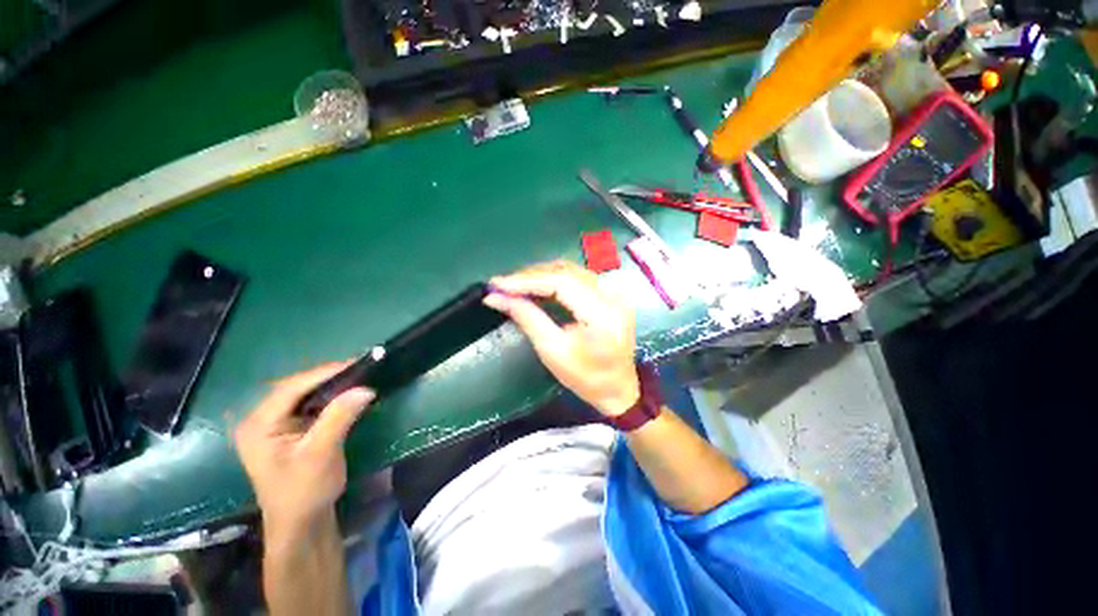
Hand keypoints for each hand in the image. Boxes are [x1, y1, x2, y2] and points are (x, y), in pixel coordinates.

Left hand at [234, 363, 373, 530]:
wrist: (301, 523)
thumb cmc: (304, 491)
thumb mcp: (321, 453)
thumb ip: (339, 418)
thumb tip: (366, 388)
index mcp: (258, 425)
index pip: (291, 388)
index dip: (323, 373)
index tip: (356, 363)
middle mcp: (261, 420)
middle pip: (296, 388)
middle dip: (328, 377)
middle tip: (360, 369)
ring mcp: (274, 425)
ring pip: (305, 394)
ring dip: (331, 386)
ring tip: (358, 376)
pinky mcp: (289, 431)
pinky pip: (310, 405)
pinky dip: (330, 397)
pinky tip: (347, 394)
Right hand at [485, 260, 639, 416]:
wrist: (618, 388)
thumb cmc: (585, 377)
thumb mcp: (552, 350)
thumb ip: (527, 318)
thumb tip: (495, 297)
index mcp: (602, 314)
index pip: (561, 282)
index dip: (527, 280)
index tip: (497, 283)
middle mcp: (612, 295)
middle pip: (566, 271)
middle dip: (530, 275)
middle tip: (502, 284)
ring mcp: (614, 292)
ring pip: (571, 270)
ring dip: (541, 275)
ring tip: (514, 285)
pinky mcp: (610, 294)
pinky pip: (577, 277)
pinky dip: (554, 279)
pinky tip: (536, 286)